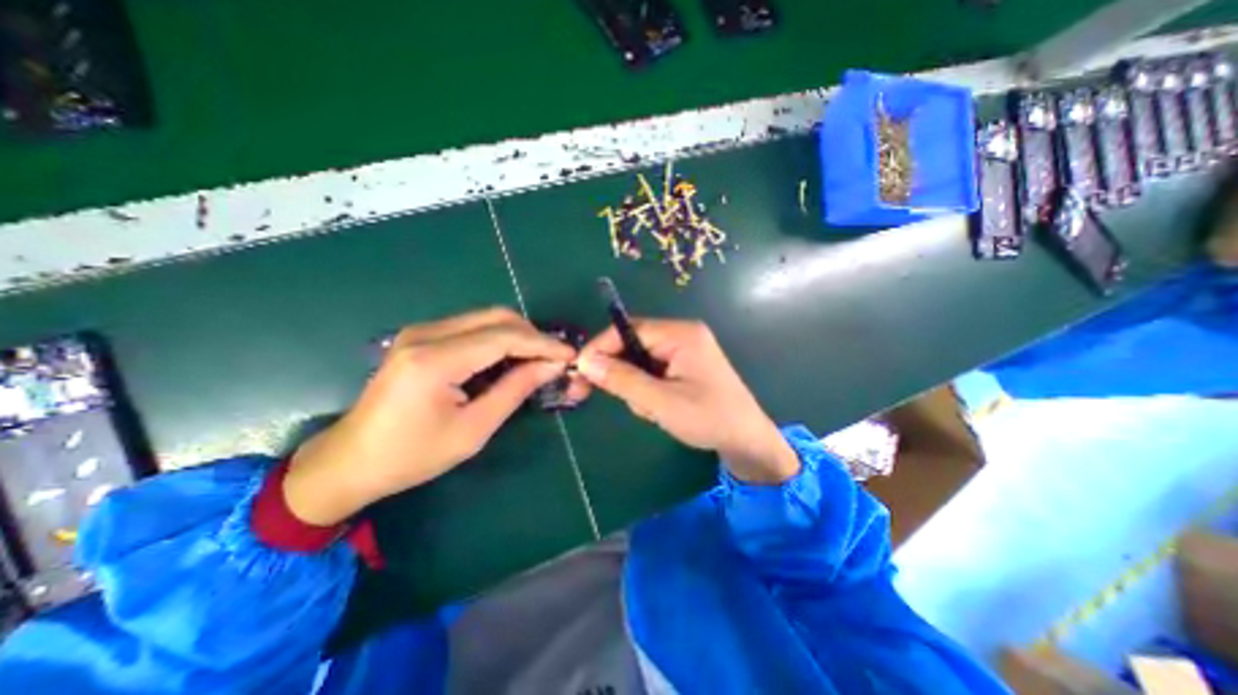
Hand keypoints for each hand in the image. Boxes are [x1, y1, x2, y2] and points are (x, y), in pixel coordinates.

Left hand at [289, 308, 576, 522]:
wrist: (350, 461)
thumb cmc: (413, 455)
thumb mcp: (473, 429)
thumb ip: (515, 390)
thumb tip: (551, 366)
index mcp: (435, 361)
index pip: (504, 337)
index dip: (542, 343)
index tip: (569, 355)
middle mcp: (426, 334)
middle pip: (496, 317)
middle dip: (532, 335)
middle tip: (554, 358)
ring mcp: (419, 331)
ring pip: (485, 318)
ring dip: (517, 335)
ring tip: (537, 359)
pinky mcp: (419, 337)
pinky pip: (471, 327)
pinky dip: (497, 338)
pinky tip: (508, 358)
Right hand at [577, 319, 798, 482]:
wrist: (746, 440)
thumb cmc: (708, 419)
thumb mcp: (661, 402)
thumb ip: (622, 380)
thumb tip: (585, 361)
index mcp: (681, 334)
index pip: (628, 330)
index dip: (600, 348)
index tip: (579, 371)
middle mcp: (681, 334)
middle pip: (632, 344)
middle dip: (620, 373)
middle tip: (608, 397)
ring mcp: (683, 350)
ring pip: (639, 361)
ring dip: (636, 387)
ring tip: (652, 411)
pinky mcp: (683, 365)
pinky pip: (651, 371)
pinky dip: (647, 390)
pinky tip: (660, 409)